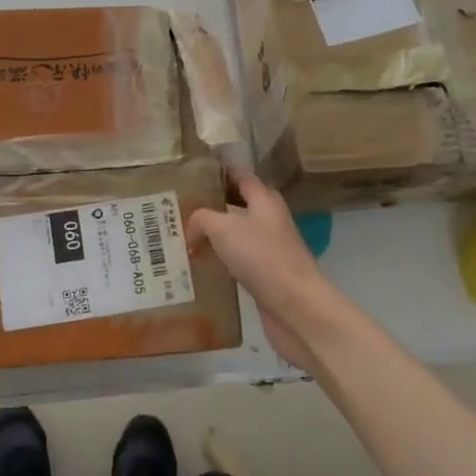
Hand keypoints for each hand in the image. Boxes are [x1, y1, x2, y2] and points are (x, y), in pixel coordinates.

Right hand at [187, 171, 337, 372]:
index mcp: (265, 200)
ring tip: (183, 235)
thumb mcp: (223, 228)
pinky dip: (220, 260)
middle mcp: (269, 220)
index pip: (241, 176)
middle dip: (212, 204)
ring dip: (214, 234)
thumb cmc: (261, 257)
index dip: (220, 171)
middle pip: (238, 204)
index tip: (195, 169)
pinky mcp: (266, 275)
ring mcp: (270, 248)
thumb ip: (202, 218)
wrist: (295, 306)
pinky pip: (238, 260)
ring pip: (236, 234)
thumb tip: (191, 228)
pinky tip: (200, 266)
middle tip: (180, 206)